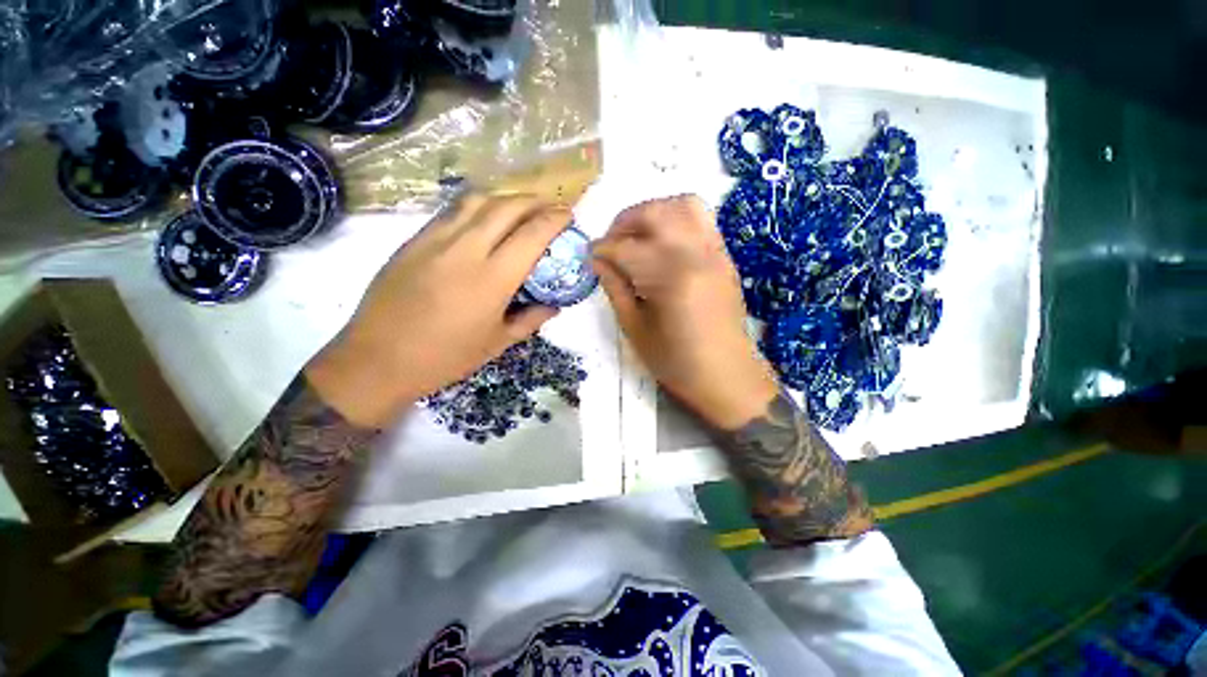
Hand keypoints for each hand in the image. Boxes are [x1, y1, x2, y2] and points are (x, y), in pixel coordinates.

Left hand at [307, 194, 568, 427]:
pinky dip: (478, 206)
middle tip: (549, 207)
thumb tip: (554, 306)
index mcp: (492, 279)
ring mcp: (435, 239)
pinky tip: (484, 219)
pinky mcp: (414, 240)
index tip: (567, 216)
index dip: (554, 220)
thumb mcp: (497, 343)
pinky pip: (453, 211)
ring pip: (477, 200)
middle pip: (507, 207)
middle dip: (534, 201)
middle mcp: (466, 249)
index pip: (531, 234)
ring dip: (506, 198)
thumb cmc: (445, 357)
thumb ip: (531, 319)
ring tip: (521, 207)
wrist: (377, 359)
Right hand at [593, 195, 779, 429]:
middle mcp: (696, 255)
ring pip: (684, 205)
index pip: (626, 248)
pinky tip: (662, 243)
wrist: (726, 375)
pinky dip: (676, 219)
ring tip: (637, 235)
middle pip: (655, 212)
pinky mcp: (724, 256)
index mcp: (670, 279)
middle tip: (611, 242)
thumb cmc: (676, 361)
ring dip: (653, 212)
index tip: (590, 256)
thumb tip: (598, 260)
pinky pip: (701, 219)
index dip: (602, 249)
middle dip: (625, 221)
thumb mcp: (635, 329)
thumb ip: (615, 288)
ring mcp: (715, 252)